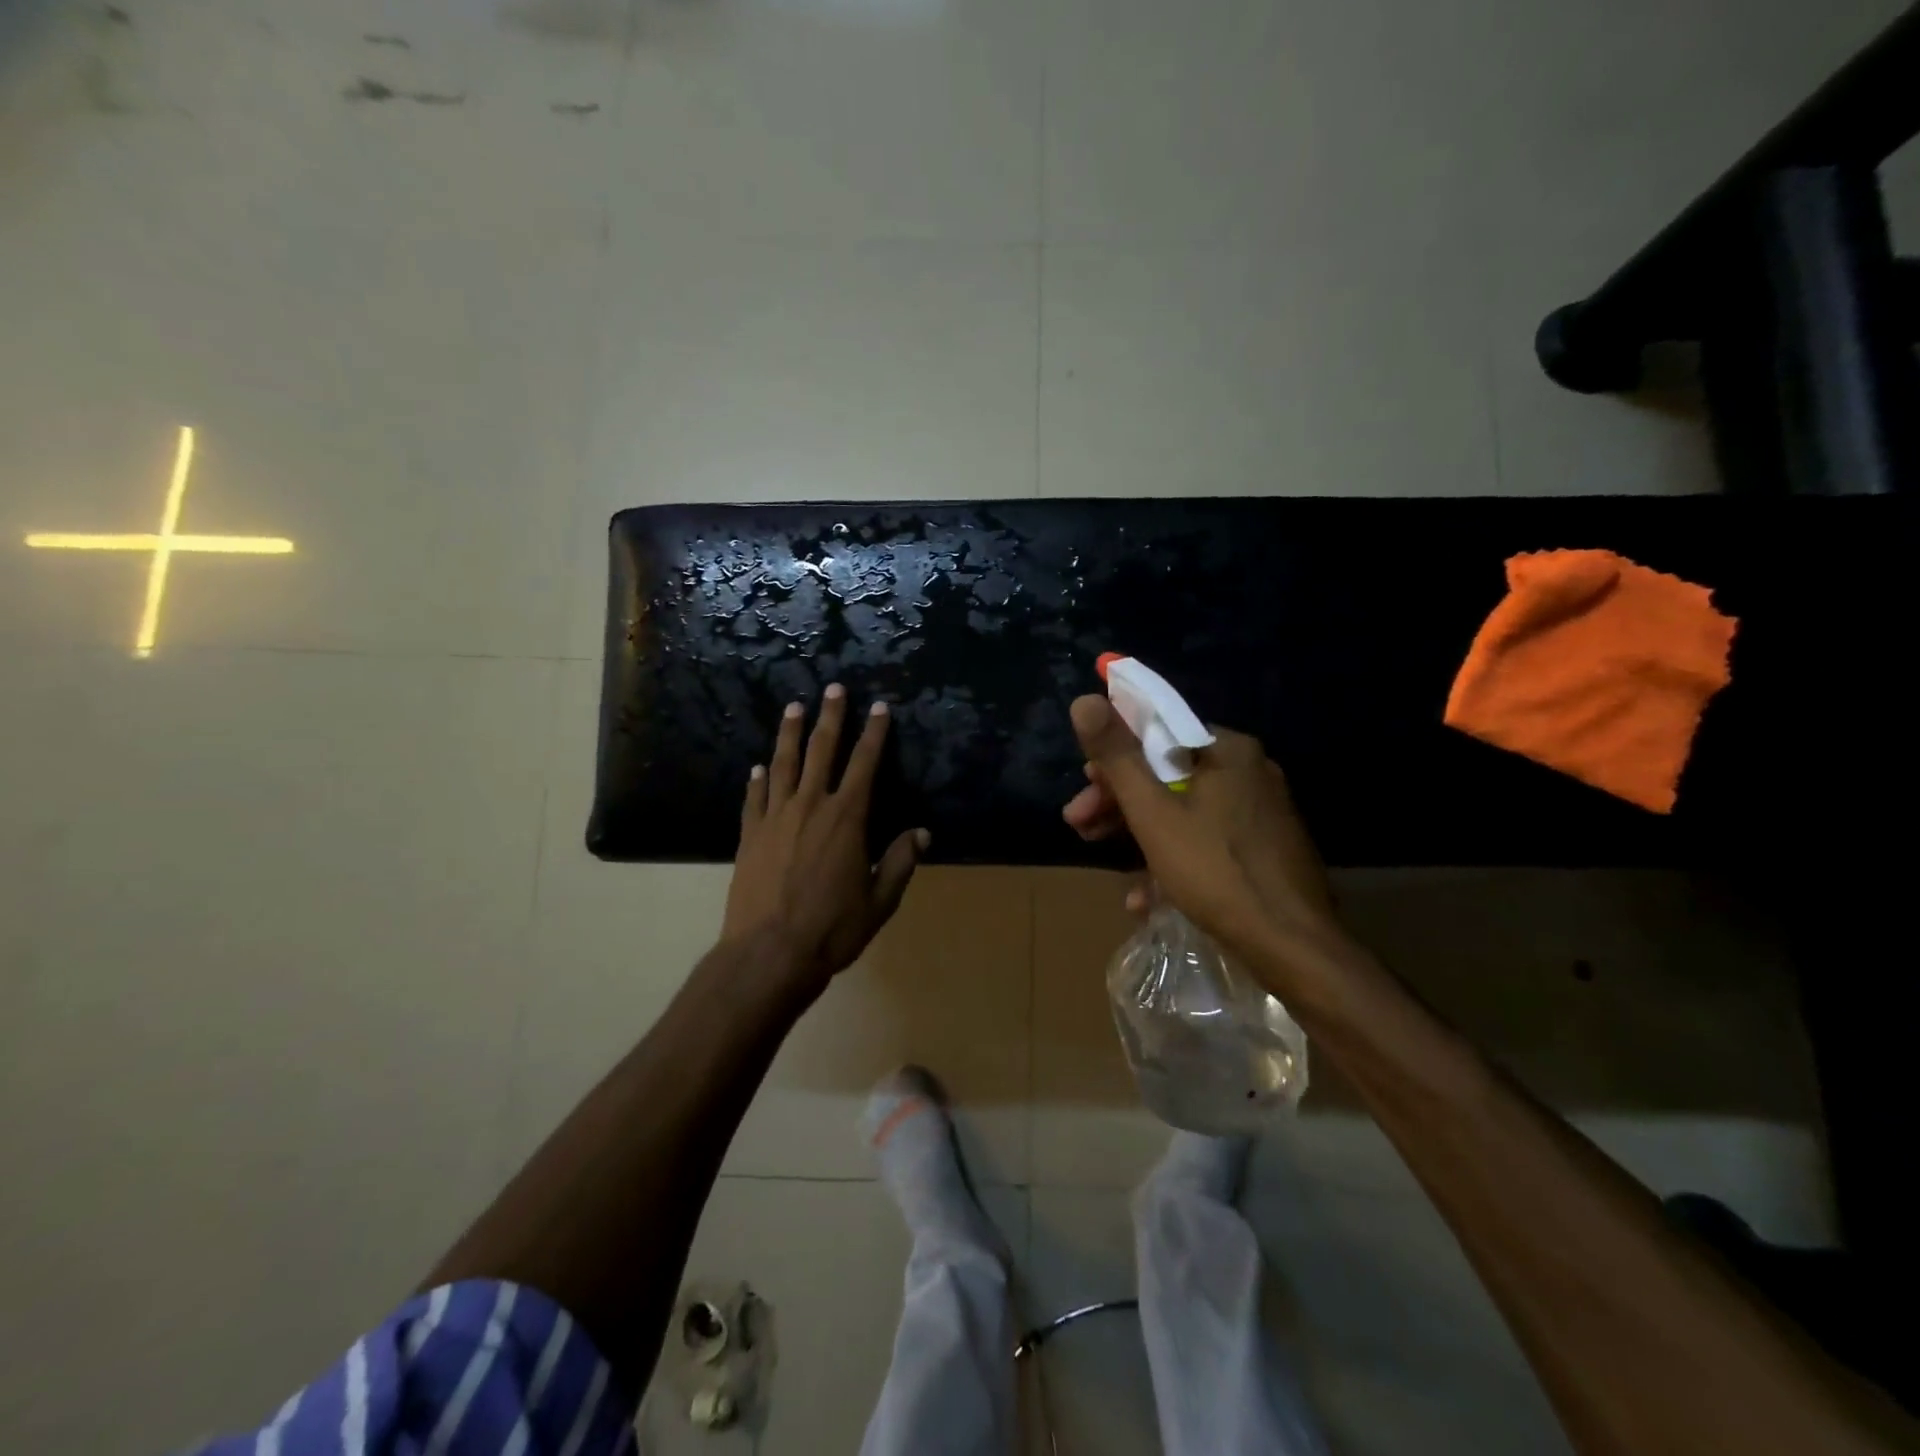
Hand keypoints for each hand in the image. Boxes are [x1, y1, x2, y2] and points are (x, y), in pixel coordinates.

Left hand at [724, 684, 928, 998]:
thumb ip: (900, 862)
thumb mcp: (879, 901)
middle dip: (831, 717)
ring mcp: (775, 818)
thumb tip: (922, 833)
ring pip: (784, 764)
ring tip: (793, 708)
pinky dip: (758, 780)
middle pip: (822, 751)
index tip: (880, 707)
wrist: (769, 954)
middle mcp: (811, 806)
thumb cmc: (832, 929)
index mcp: (847, 818)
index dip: (875, 733)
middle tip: (834, 688)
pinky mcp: (750, 835)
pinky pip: (755, 798)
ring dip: (790, 734)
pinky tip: (758, 767)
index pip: (865, 764)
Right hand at [1062, 695, 1349, 978]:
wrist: (1293, 948)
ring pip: (1184, 811)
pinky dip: (1172, 859)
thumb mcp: (1153, 813)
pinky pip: (1206, 841)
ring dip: (1137, 834)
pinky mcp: (1265, 850)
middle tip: (1080, 826)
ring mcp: (1261, 813)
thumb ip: (1117, 757)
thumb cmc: (1216, 870)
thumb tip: (1084, 700)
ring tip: (1101, 857)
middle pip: (1167, 776)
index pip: (1158, 735)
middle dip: (1118, 802)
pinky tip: (1144, 897)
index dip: (1113, 760)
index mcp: (1228, 751)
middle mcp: (1250, 772)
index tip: (1085, 788)